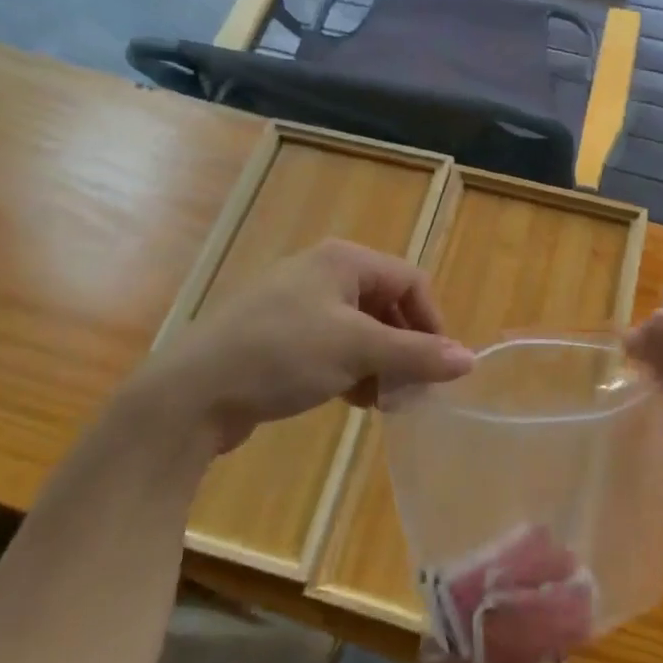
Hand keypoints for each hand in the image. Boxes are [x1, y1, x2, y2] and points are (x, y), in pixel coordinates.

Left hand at [126, 240, 474, 452]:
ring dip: (380, 364)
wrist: (192, 393)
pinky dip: (352, 370)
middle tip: (412, 391)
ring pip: (360, 330)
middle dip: (405, 347)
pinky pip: (333, 348)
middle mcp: (322, 274)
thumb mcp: (357, 350)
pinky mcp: (280, 338)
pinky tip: (354, 400)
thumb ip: (417, 354)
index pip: (410, 281)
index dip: (431, 323)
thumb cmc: (282, 355)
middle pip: (386, 305)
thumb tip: (469, 360)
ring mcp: (297, 306)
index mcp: (343, 261)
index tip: (438, 369)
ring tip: (385, 402)